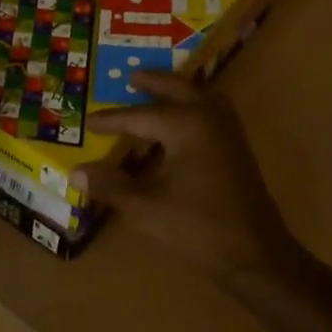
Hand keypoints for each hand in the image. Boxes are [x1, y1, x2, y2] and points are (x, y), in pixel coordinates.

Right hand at [77, 73, 294, 282]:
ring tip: (156, 90)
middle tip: (131, 77)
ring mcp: (228, 130)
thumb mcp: (146, 208)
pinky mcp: (237, 147)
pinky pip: (211, 110)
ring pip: (199, 95)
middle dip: (153, 82)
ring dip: (176, 89)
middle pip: (177, 88)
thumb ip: (111, 186)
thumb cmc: (198, 227)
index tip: (88, 122)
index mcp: (186, 125)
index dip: (111, 120)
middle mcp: (208, 117)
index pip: (139, 116)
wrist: (256, 254)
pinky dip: (193, 104)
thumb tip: (76, 172)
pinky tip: (182, 120)